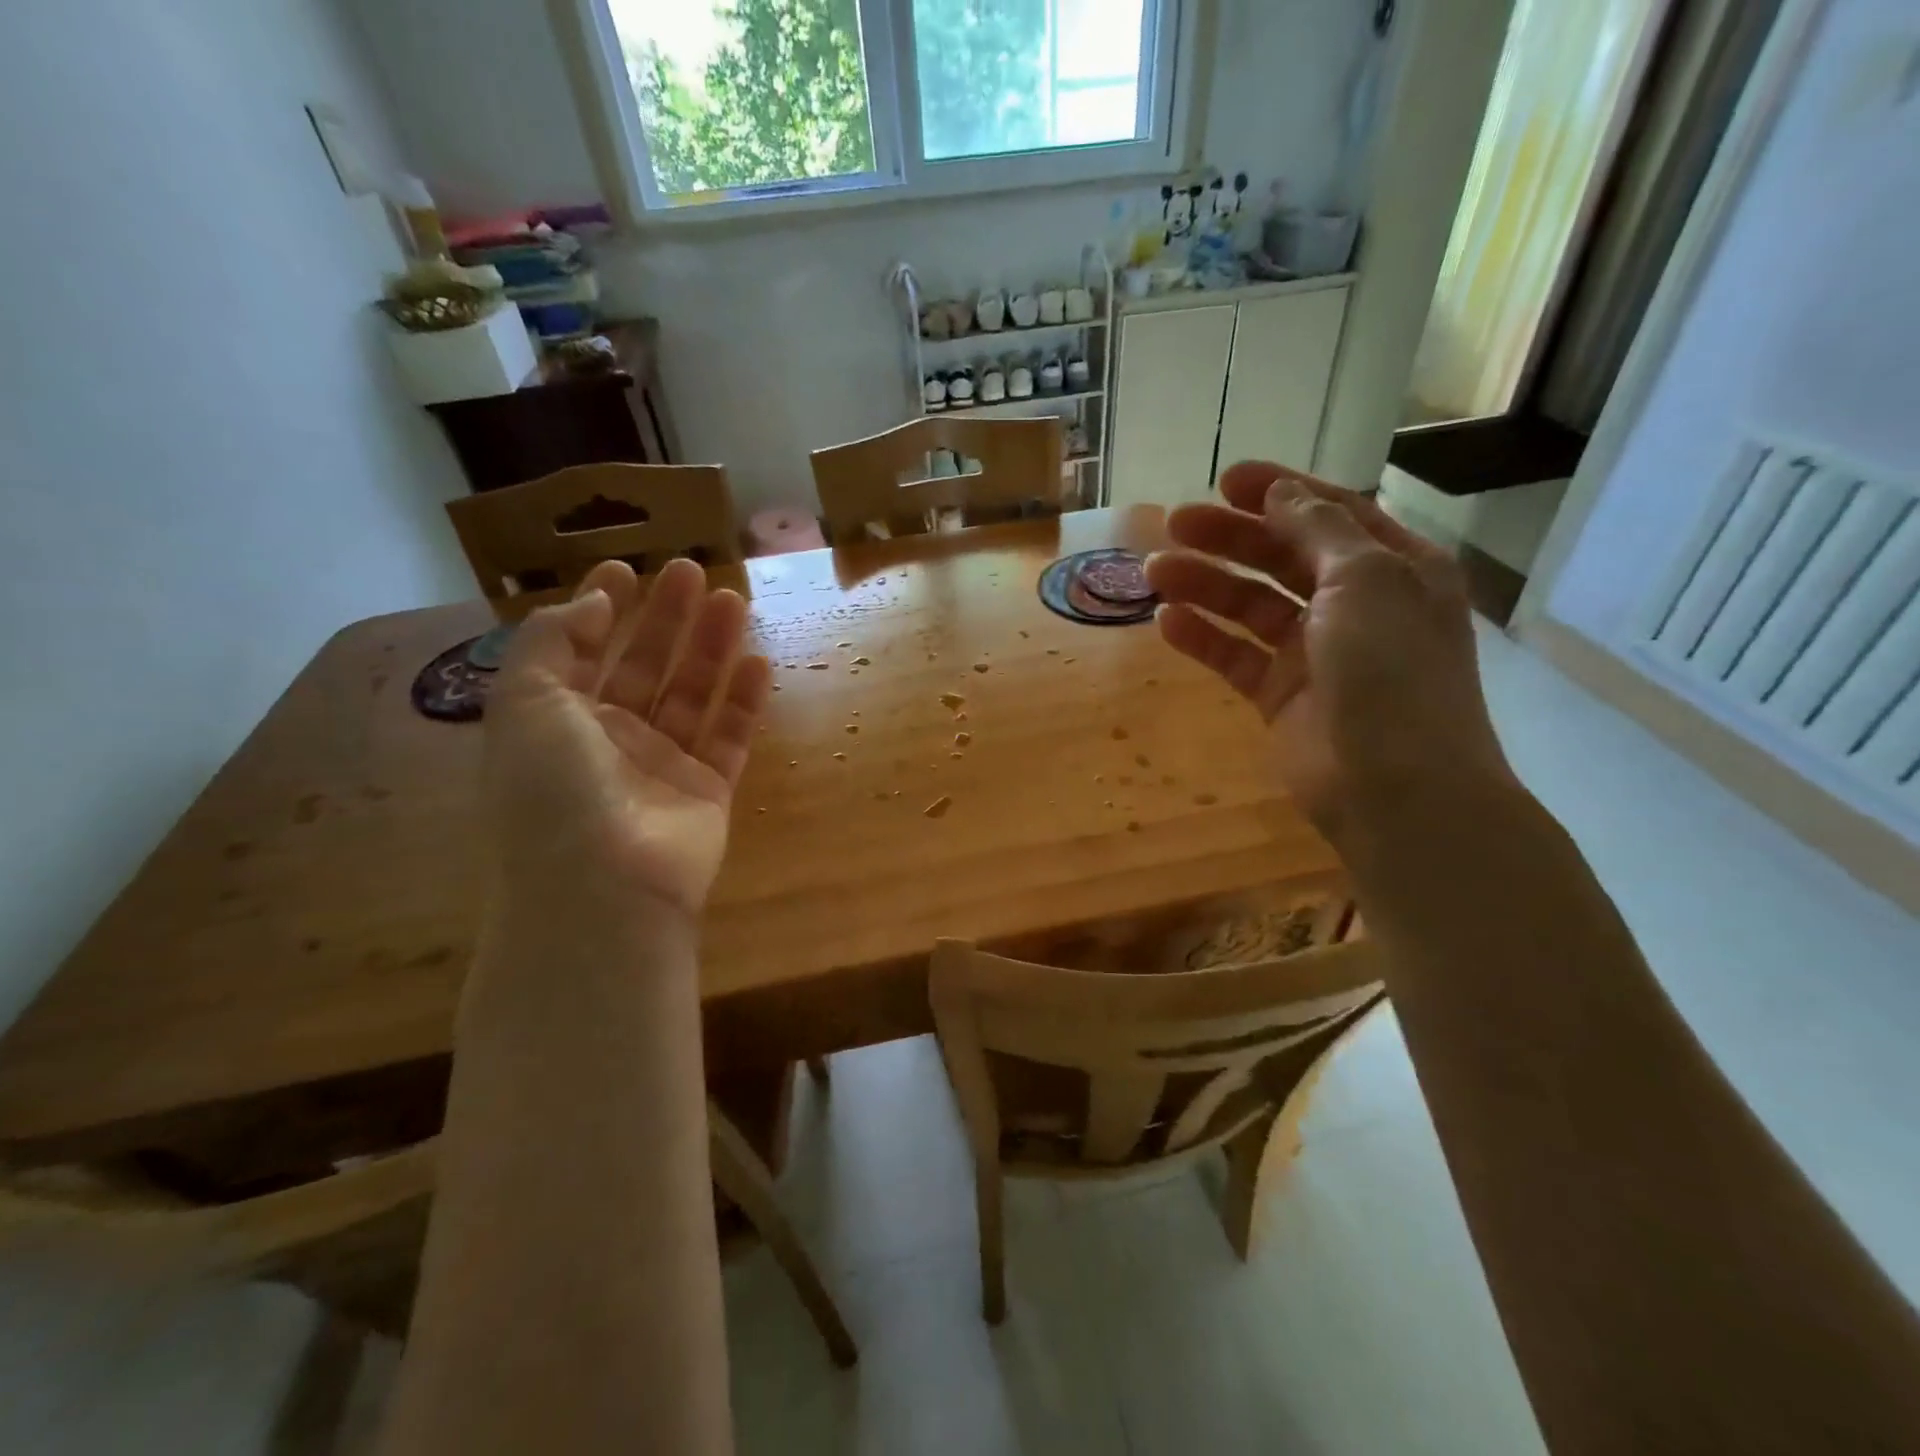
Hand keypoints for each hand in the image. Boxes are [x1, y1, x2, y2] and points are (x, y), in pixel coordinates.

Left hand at [482, 558, 771, 919]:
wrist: (603, 888)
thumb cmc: (554, 790)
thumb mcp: (526, 702)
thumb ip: (553, 641)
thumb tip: (595, 603)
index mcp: (556, 721)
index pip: (581, 652)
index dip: (601, 609)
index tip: (626, 569)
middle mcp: (608, 741)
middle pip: (643, 667)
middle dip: (666, 619)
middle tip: (693, 572)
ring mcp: (661, 767)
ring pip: (692, 695)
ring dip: (711, 648)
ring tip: (734, 601)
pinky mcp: (707, 791)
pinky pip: (729, 737)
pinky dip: (744, 701)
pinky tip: (759, 662)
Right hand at [1146, 461, 1515, 843]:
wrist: (1396, 787)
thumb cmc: (1392, 670)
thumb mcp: (1365, 580)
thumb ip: (1318, 530)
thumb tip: (1282, 493)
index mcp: (1392, 568)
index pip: (1330, 513)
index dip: (1279, 491)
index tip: (1225, 479)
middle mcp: (1355, 604)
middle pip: (1282, 556)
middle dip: (1230, 537)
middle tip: (1173, 523)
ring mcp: (1315, 653)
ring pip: (1251, 606)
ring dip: (1206, 584)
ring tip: (1154, 571)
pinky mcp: (1281, 696)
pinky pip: (1236, 657)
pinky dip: (1203, 638)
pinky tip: (1166, 622)